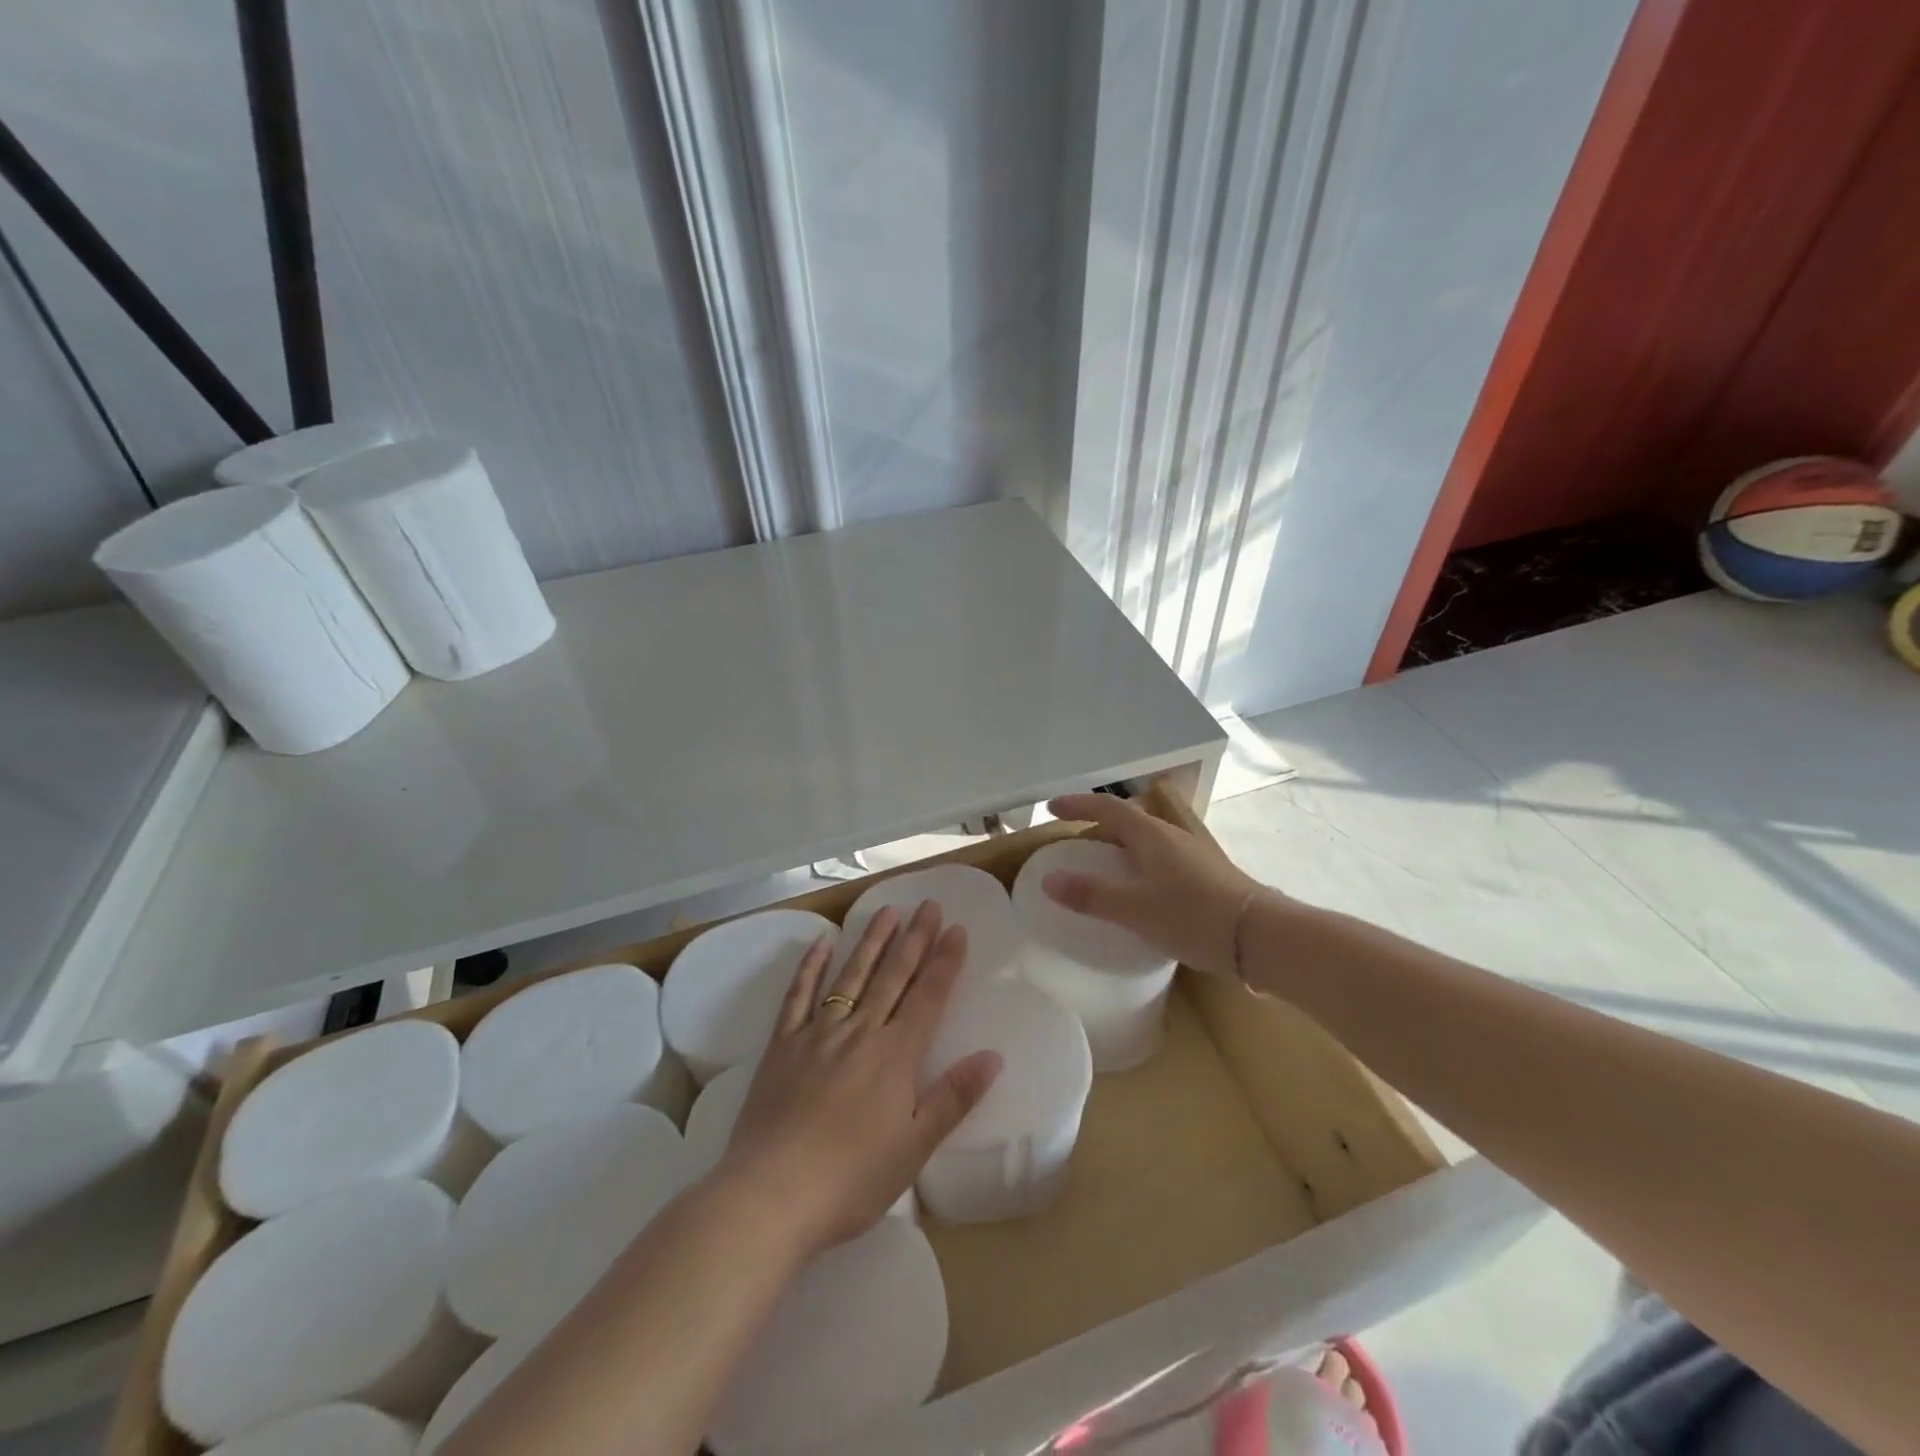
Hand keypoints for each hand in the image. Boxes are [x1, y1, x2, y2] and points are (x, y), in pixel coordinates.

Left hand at [713, 902, 1001, 1256]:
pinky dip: (810, 967)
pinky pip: (798, 996)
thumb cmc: (852, 1179)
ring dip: (871, 942)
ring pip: (851, 976)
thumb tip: (994, 1056)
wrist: (771, 1196)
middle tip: (928, 905)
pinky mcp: (782, 1046)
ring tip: (887, 911)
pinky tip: (822, 943)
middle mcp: (859, 1031)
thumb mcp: (915, 1147)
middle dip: (914, 939)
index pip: (928, 996)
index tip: (956, 928)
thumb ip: (954, 1097)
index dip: (945, 961)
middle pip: (893, 976)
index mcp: (895, 1055)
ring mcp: (817, 1034)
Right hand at [1042, 793, 1266, 976]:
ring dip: (1120, 845)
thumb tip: (1048, 879)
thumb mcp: (1135, 909)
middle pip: (1128, 820)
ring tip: (1102, 866)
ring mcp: (1192, 855)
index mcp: (1151, 835)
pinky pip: (1160, 859)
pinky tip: (1139, 890)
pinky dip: (1138, 864)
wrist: (1261, 937)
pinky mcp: (1205, 875)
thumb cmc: (1194, 916)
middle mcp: (1172, 837)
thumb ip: (1091, 894)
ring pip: (1146, 840)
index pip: (1107, 808)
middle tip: (1074, 841)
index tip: (1052, 808)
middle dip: (1098, 824)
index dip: (1078, 804)